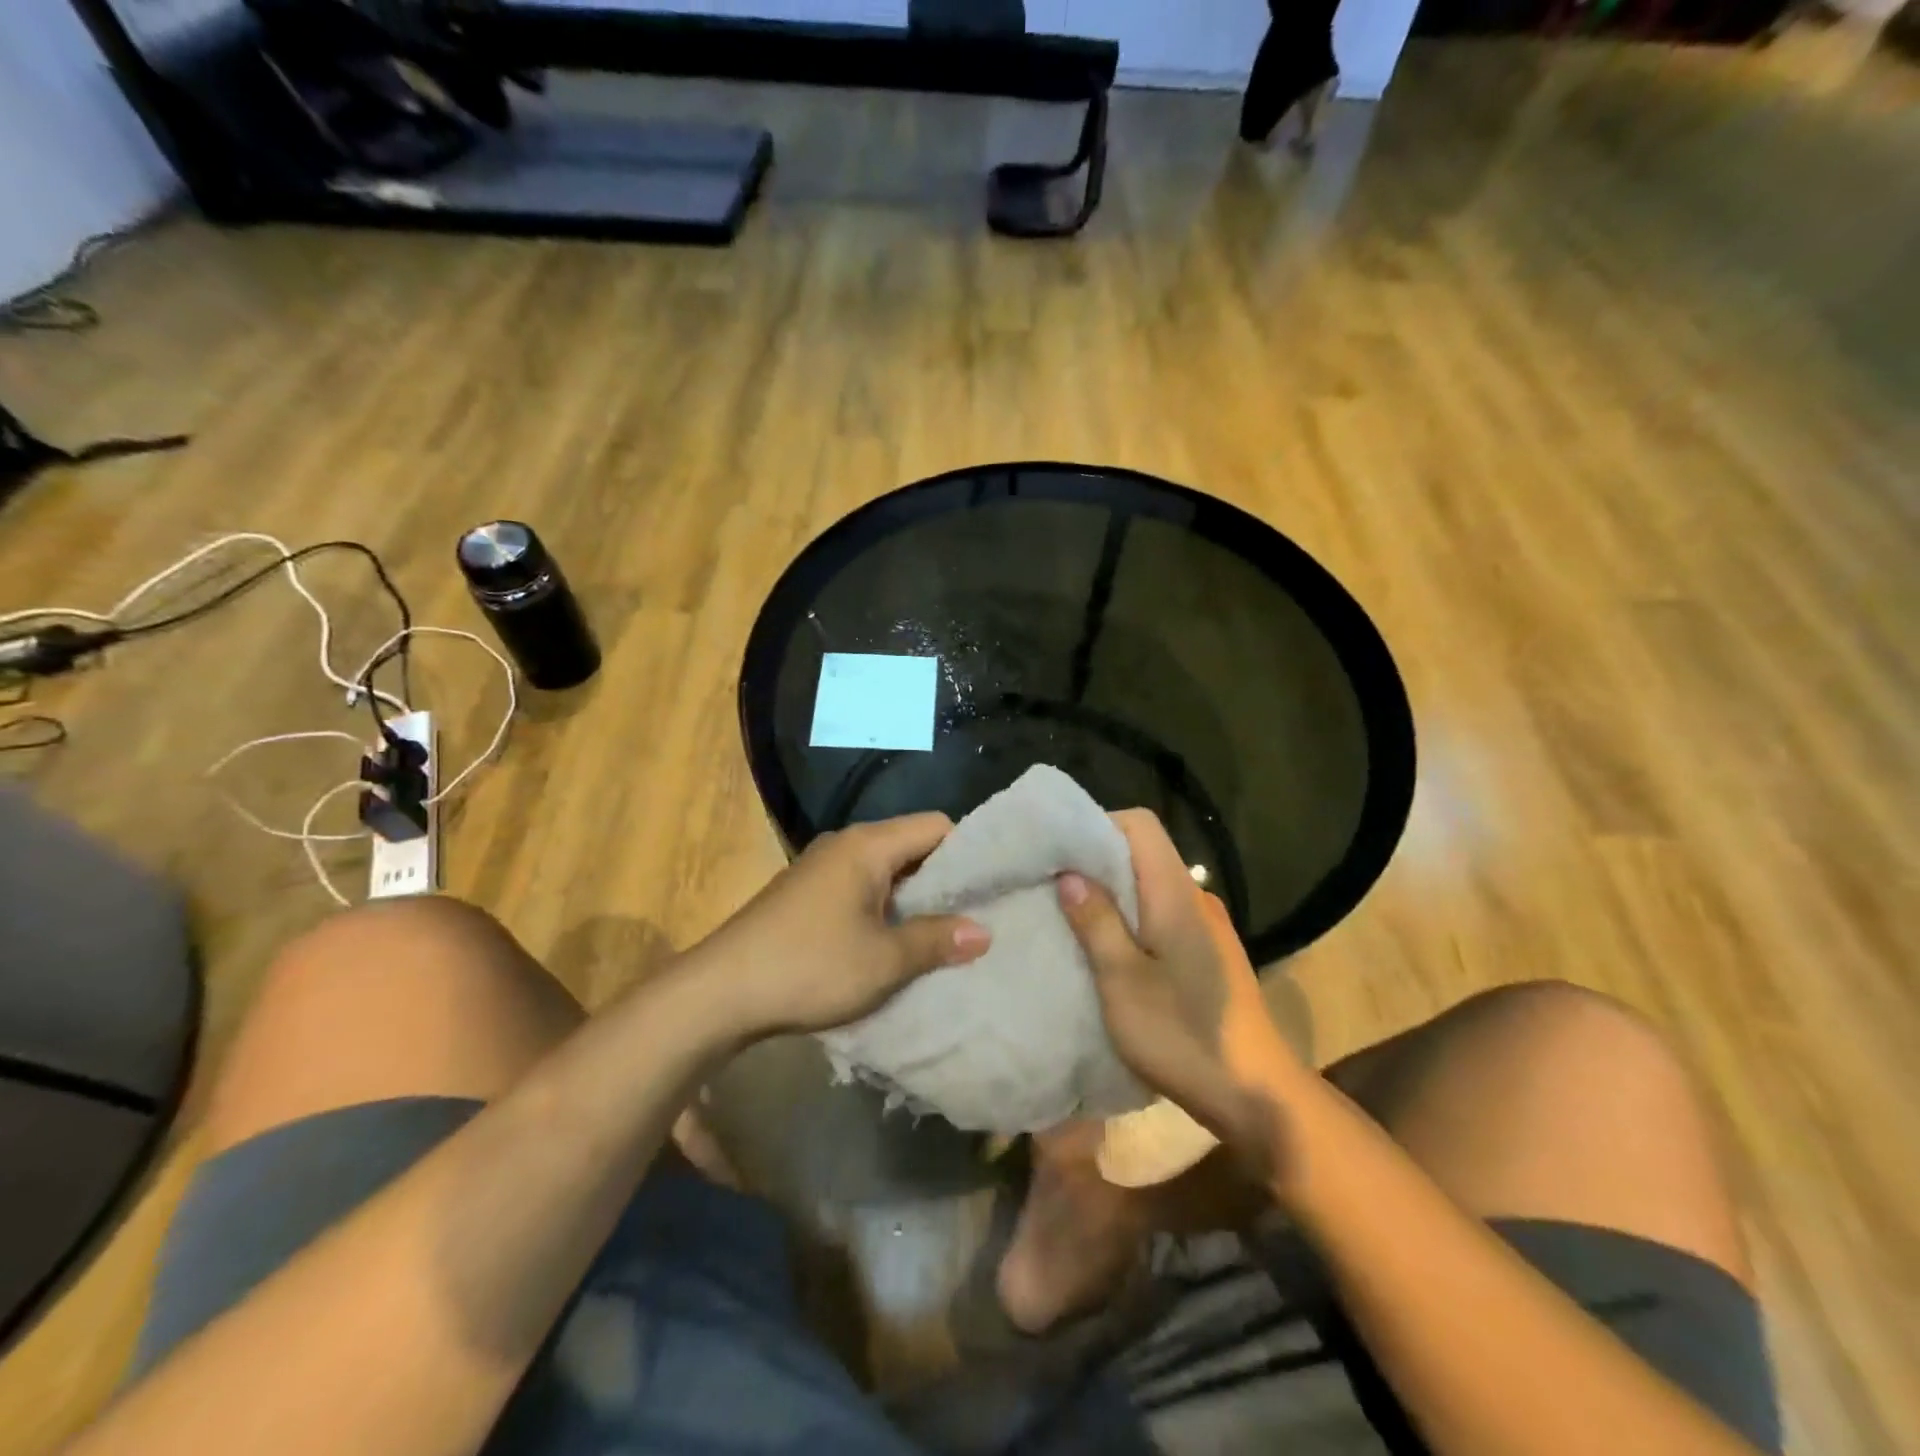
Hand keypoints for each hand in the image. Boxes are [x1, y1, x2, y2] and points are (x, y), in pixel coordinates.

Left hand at [692, 814, 990, 1037]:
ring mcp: (821, 869)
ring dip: (913, 899)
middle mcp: (845, 845)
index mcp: (868, 845)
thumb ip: (936, 940)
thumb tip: (984, 932)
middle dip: (944, 879)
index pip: (937, 826)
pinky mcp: (806, 894)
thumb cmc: (809, 966)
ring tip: (943, 935)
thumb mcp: (883, 960)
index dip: (970, 851)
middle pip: (912, 846)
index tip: (993, 886)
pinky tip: (894, 944)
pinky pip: (861, 889)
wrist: (719, 992)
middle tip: (976, 915)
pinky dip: (884, 909)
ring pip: (886, 871)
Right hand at [1057, 811, 1302, 1166]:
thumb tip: (1069, 874)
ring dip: (1112, 895)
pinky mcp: (1208, 953)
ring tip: (1071, 917)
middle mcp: (1195, 898)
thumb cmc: (1183, 1034)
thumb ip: (1097, 922)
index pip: (1141, 825)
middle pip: (1143, 853)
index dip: (1098, 826)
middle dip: (1096, 862)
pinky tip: (1109, 951)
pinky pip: (1162, 915)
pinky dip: (1131, 920)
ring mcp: (1206, 927)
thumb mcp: (1123, 981)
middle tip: (1051, 885)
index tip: (1059, 852)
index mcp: (1176, 893)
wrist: (1257, 1095)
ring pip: (1150, 887)